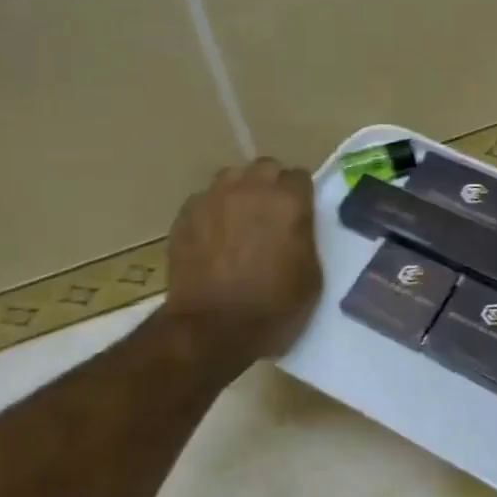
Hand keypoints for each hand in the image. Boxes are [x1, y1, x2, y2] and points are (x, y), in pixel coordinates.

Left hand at [165, 158, 321, 368]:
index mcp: (288, 202)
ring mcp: (212, 199)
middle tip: (271, 214)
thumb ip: (305, 238)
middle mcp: (250, 189)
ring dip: (240, 192)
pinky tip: (213, 237)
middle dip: (271, 185)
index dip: (301, 195)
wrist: (212, 328)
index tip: (300, 214)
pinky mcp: (185, 216)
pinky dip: (212, 212)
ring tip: (239, 220)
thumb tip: (295, 226)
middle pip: (265, 167)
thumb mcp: (311, 276)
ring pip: (230, 178)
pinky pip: (203, 200)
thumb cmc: (273, 307)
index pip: (300, 177)